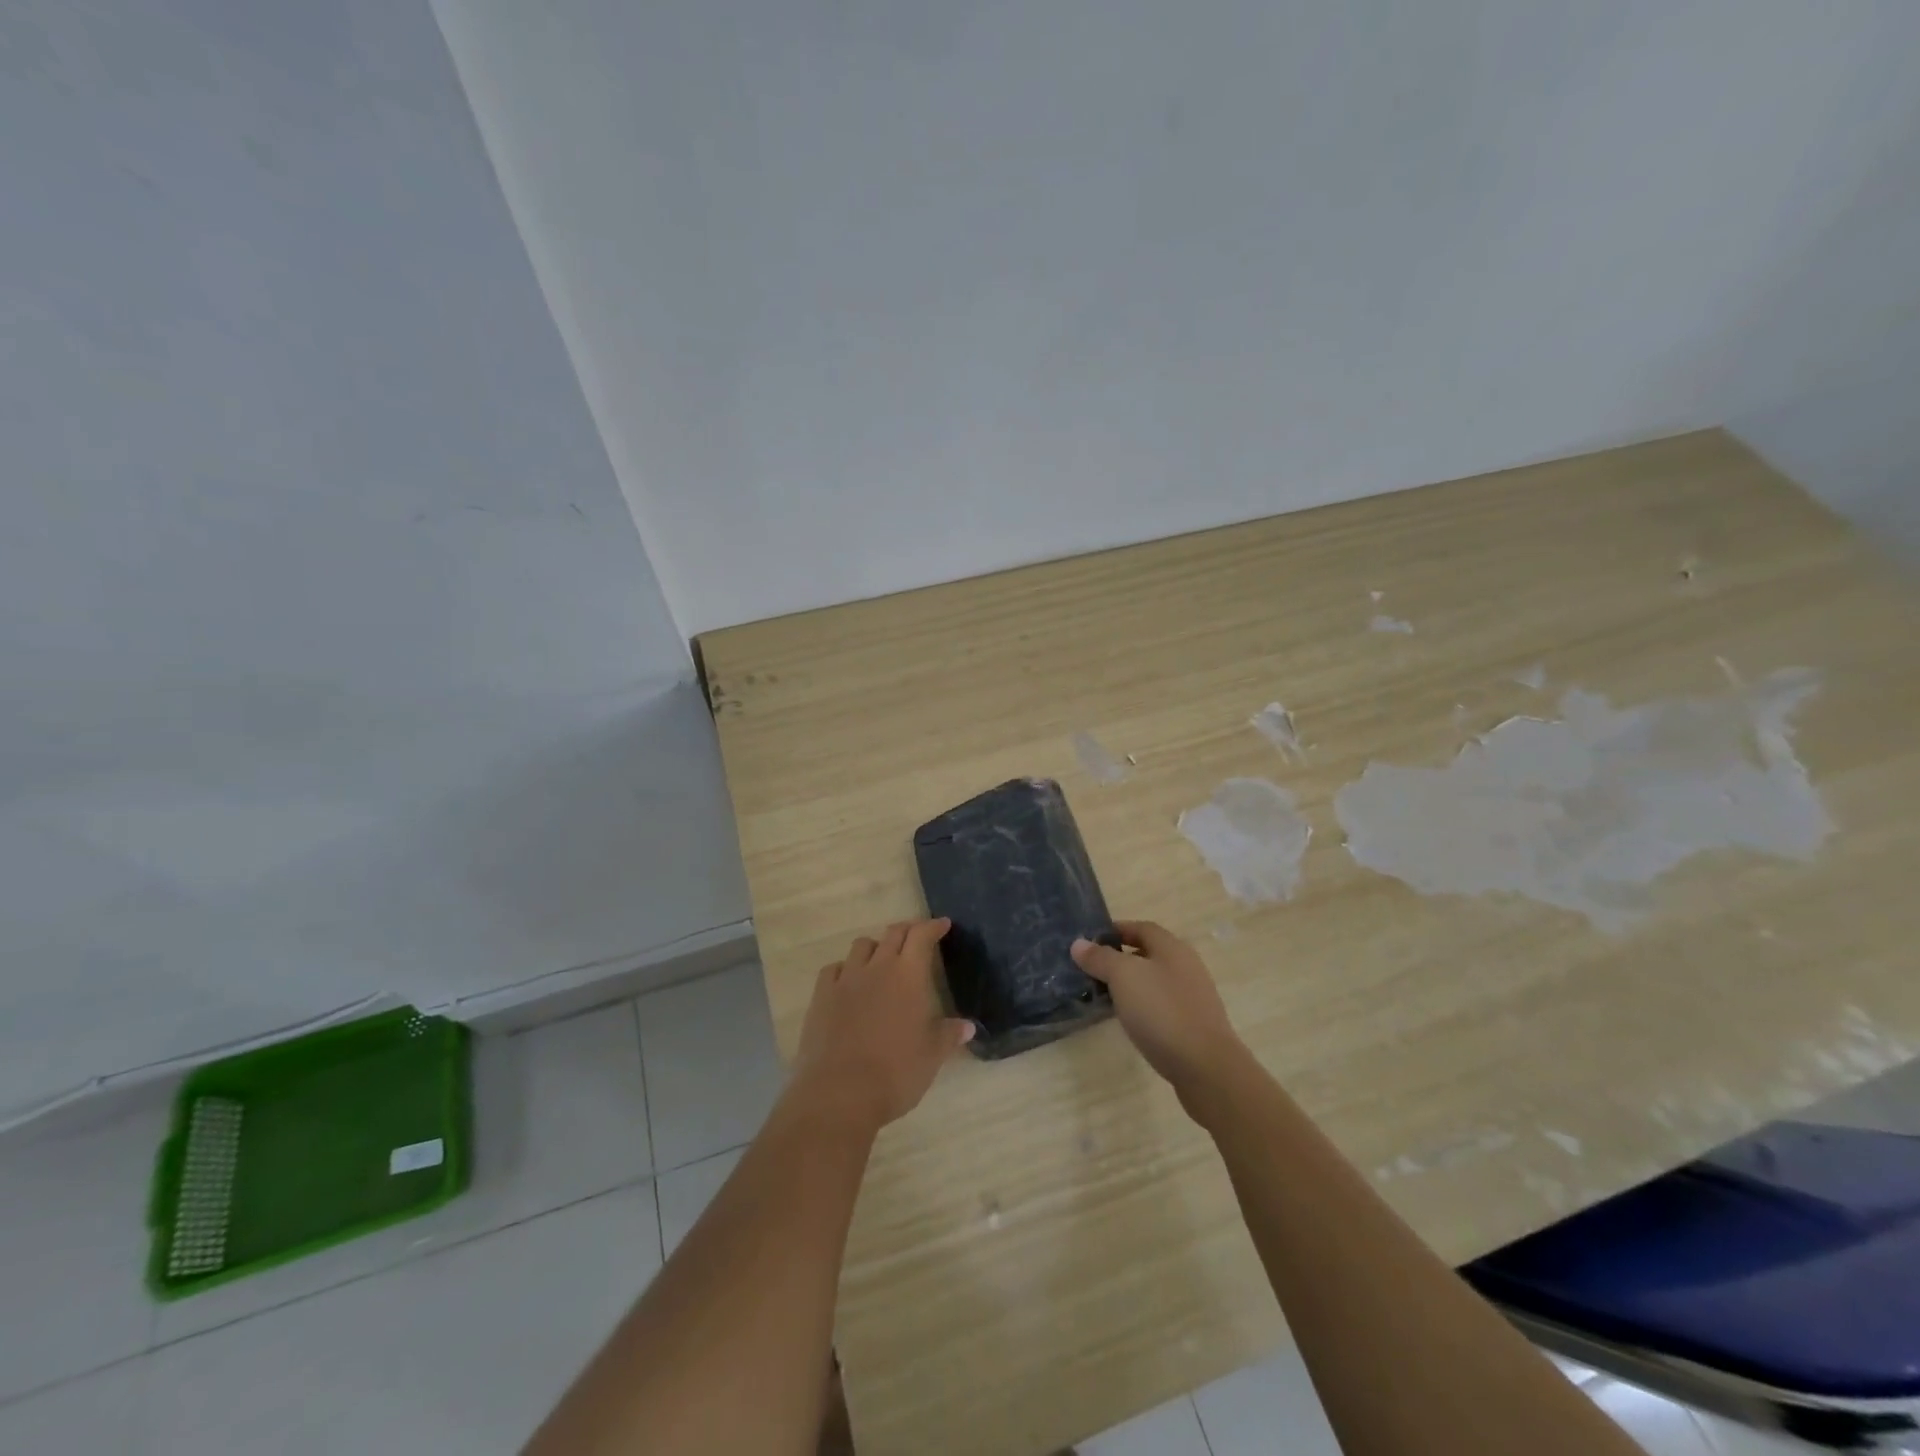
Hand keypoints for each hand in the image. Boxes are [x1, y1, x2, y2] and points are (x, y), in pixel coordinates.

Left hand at [788, 918, 974, 1133]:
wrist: (840, 1093)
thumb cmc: (896, 1073)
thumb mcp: (931, 1056)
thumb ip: (948, 1035)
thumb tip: (968, 1026)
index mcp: (908, 975)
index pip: (922, 936)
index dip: (933, 927)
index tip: (942, 924)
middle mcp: (877, 967)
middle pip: (892, 934)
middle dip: (907, 931)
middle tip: (916, 937)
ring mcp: (846, 979)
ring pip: (861, 946)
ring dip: (876, 947)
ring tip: (882, 960)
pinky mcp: (821, 996)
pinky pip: (834, 969)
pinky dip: (845, 969)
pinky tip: (849, 982)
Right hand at [1072, 921, 1249, 1105]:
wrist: (1206, 1067)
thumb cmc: (1162, 1011)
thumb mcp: (1123, 977)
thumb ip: (1101, 958)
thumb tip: (1078, 943)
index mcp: (1172, 948)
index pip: (1142, 927)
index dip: (1117, 930)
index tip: (1091, 941)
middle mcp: (1186, 966)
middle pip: (1150, 954)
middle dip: (1122, 958)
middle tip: (1093, 969)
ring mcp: (1193, 997)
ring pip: (1156, 981)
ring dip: (1132, 985)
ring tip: (1106, 996)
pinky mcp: (1195, 1025)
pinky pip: (1163, 1006)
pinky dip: (1144, 1007)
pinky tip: (1131, 1021)